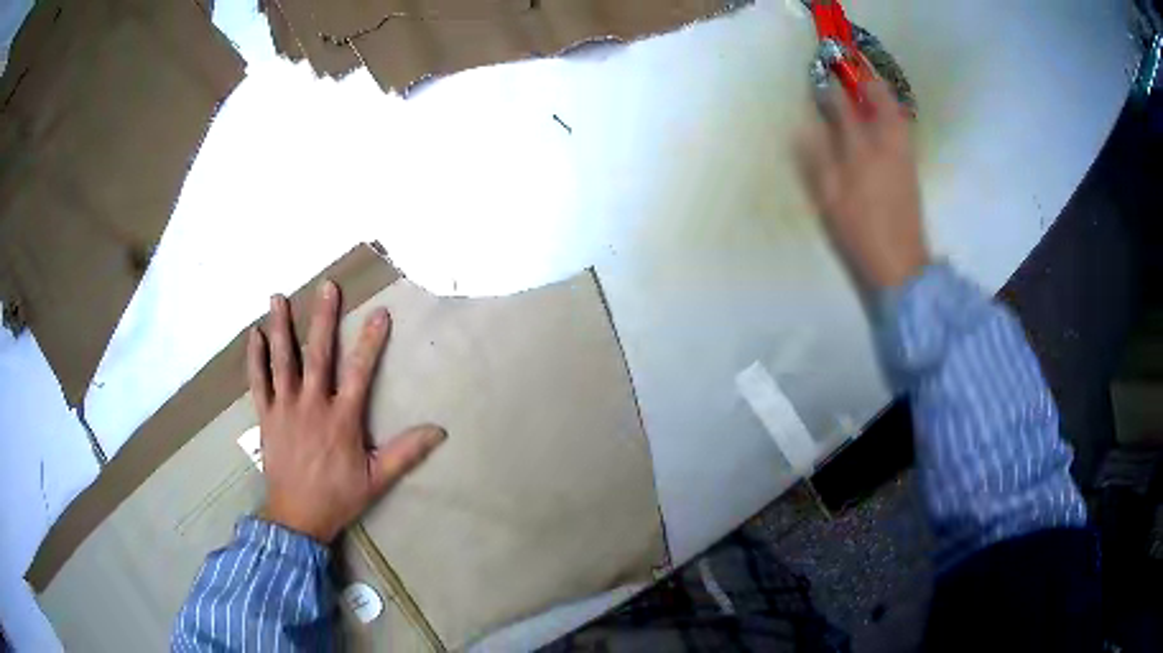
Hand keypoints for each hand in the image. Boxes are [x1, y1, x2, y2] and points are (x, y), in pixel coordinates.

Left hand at [248, 281, 445, 543]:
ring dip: (281, 327)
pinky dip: (255, 358)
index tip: (380, 312)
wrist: (297, 517)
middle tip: (327, 286)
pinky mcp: (266, 417)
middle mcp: (312, 404)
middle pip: (319, 354)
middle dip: (323, 318)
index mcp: (341, 418)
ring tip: (278, 297)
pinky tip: (254, 335)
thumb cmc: (338, 496)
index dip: (371, 340)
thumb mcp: (377, 479)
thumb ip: (405, 452)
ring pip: (283, 360)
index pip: (359, 371)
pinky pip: (258, 382)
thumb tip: (440, 430)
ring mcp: (285, 408)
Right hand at [795, 78, 929, 290]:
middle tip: (850, 64)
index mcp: (861, 152)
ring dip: (881, 91)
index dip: (831, 88)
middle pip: (880, 100)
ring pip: (895, 111)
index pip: (844, 108)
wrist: (901, 264)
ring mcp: (903, 155)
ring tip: (866, 81)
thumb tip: (805, 130)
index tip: (820, 72)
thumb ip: (817, 160)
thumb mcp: (830, 200)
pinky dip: (892, 110)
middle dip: (864, 77)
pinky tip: (882, 112)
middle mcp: (886, 145)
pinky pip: (902, 126)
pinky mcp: (911, 167)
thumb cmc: (860, 233)